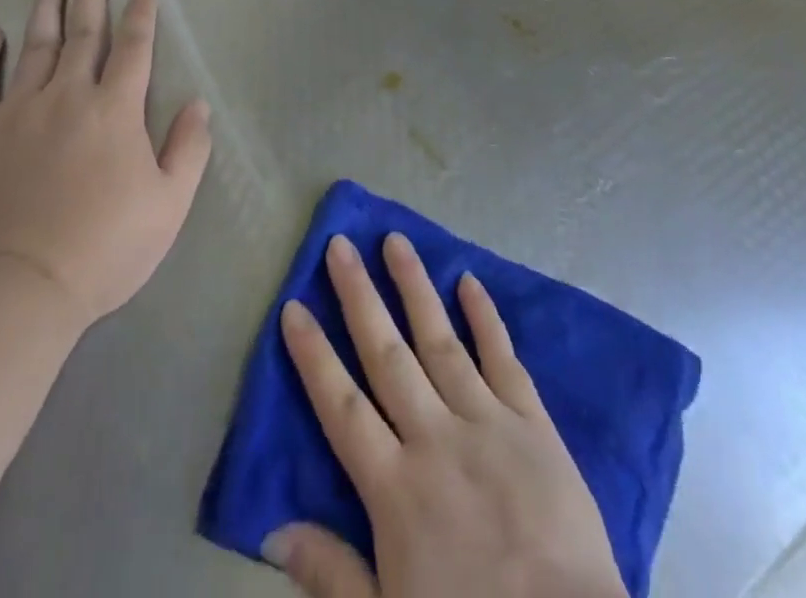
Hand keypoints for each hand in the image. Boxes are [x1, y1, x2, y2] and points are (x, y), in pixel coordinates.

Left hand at [0, 0, 211, 328]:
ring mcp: (17, 112)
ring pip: (34, 46)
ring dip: (45, 7)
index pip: (133, 49)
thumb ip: (188, 149)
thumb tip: (197, 104)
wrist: (13, 290)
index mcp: (115, 110)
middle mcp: (66, 96)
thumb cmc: (102, 249)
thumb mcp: (168, 205)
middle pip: (83, 34)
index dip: (140, 18)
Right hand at [268, 233, 626, 597]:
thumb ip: (332, 574)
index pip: (342, 407)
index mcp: (396, 488)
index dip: (313, 356)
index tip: (293, 307)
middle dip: (359, 296)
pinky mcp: (533, 421)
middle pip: (387, 354)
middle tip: (340, 245)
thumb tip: (272, 530)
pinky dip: (486, 318)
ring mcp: (486, 421)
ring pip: (440, 340)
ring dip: (415, 287)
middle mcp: (435, 438)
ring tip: (395, 241)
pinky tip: (469, 281)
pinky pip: (503, 358)